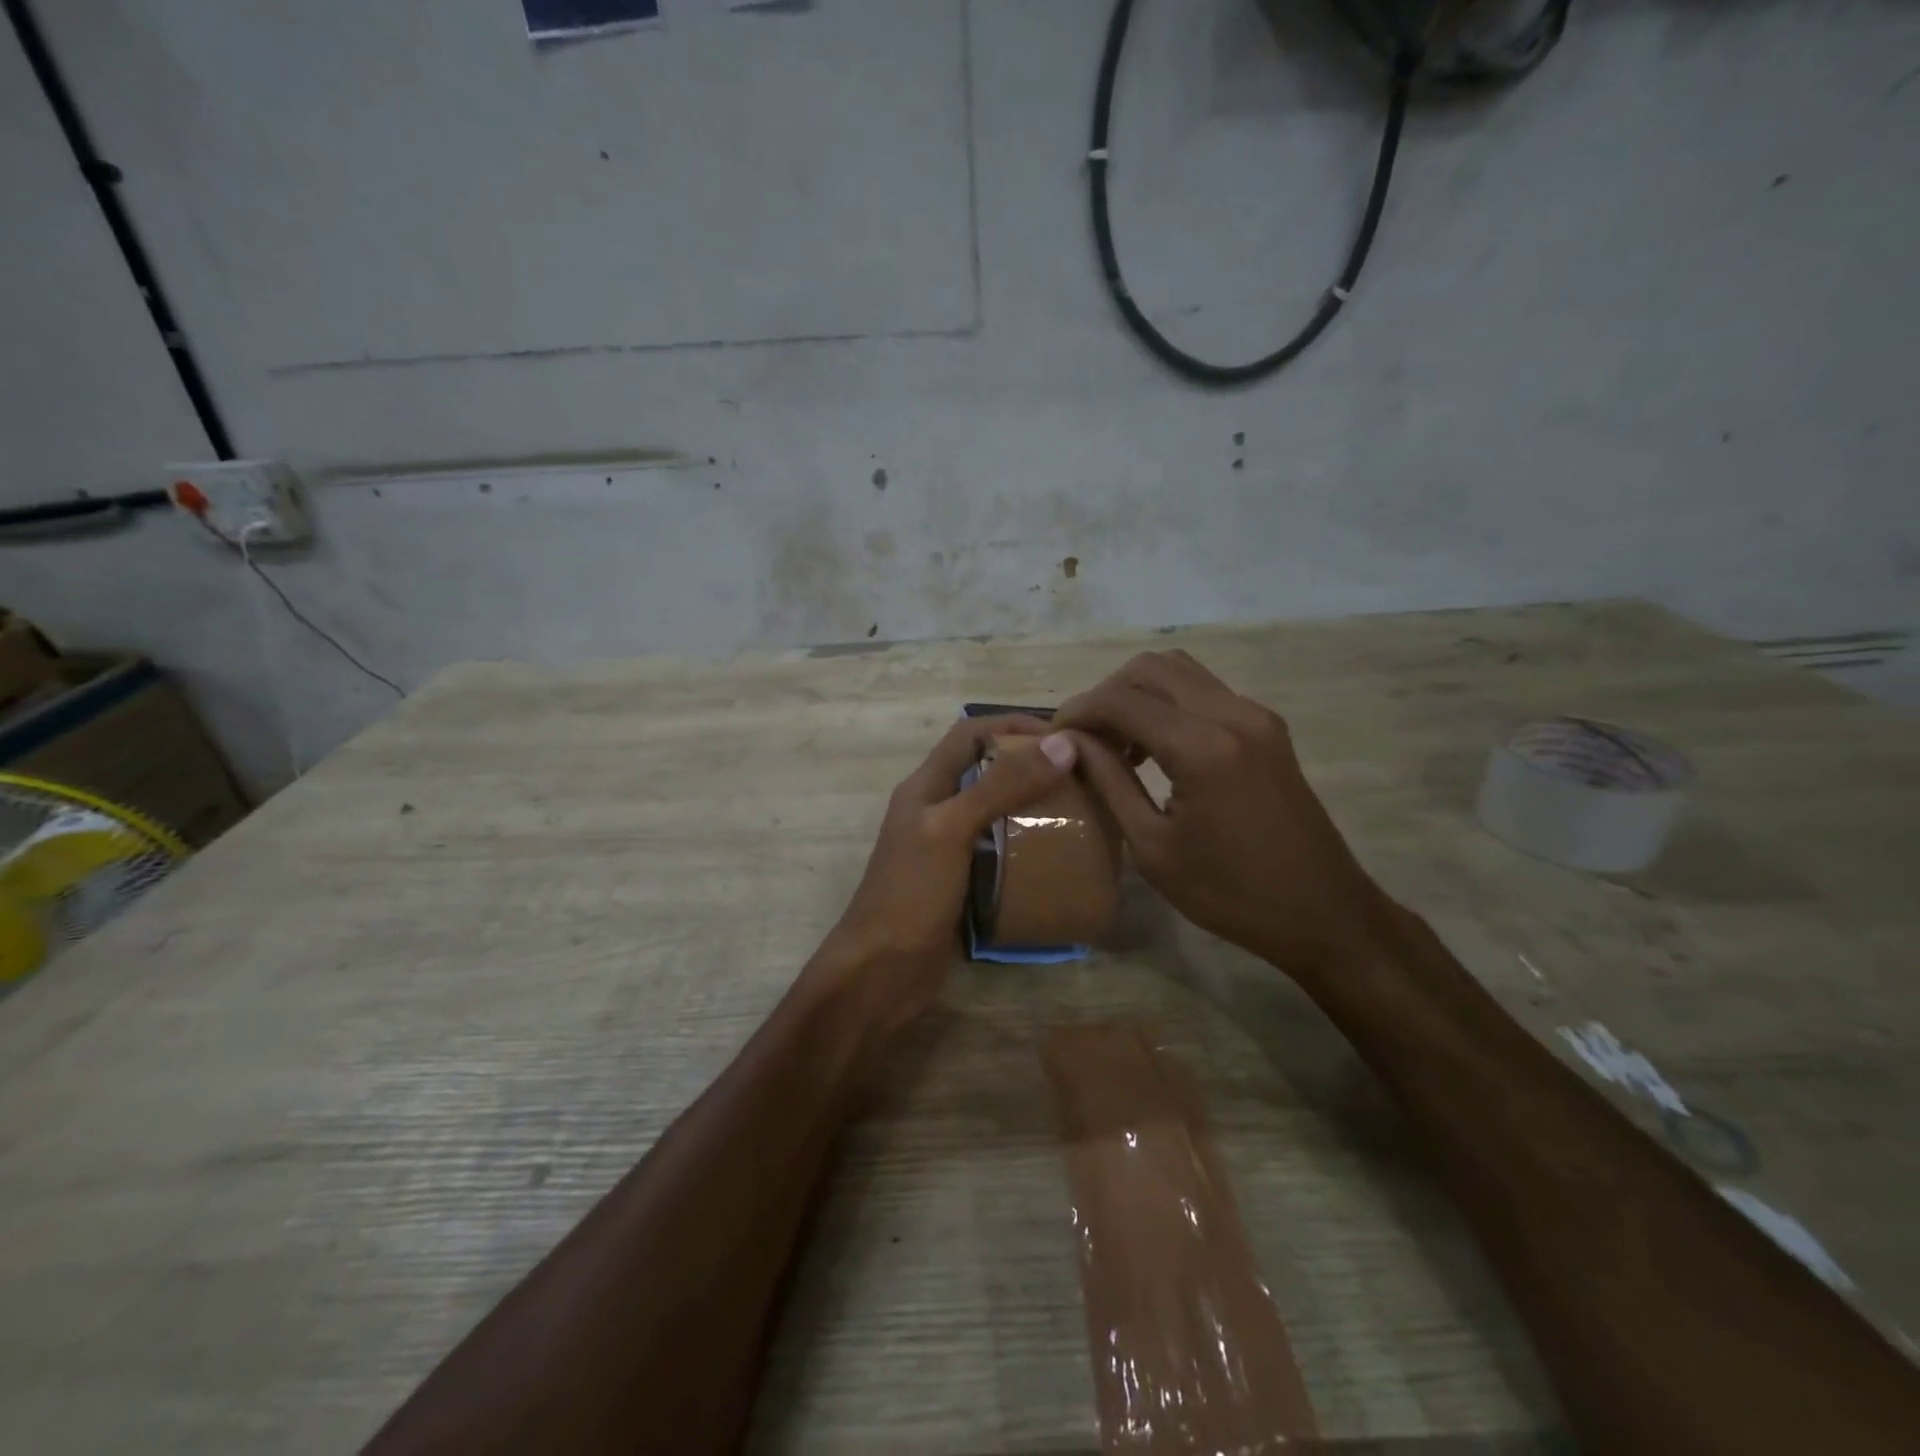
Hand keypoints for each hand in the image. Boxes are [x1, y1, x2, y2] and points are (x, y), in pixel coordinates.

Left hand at [807, 715, 1077, 1041]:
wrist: (880, 972)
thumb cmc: (911, 893)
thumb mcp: (952, 829)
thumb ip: (1001, 787)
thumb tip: (1061, 745)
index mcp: (925, 787)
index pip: (970, 733)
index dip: (1012, 724)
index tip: (1063, 735)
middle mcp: (936, 810)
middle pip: (986, 770)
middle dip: (1030, 764)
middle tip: (1081, 774)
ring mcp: (948, 848)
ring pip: (996, 811)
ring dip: (1033, 804)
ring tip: (1080, 809)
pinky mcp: (962, 882)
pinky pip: (1000, 851)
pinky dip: (1028, 845)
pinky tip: (1059, 854)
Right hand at [1056, 651, 1392, 978]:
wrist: (1323, 913)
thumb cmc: (1229, 894)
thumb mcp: (1152, 847)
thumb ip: (1109, 782)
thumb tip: (1070, 742)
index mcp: (1202, 748)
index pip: (1120, 700)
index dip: (1077, 712)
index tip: (1053, 739)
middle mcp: (1232, 714)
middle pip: (1149, 668)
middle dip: (1105, 695)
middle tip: (1084, 738)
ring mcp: (1256, 715)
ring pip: (1179, 671)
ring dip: (1138, 694)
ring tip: (1116, 742)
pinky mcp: (1267, 726)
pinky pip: (1204, 691)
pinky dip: (1168, 703)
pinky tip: (1154, 747)